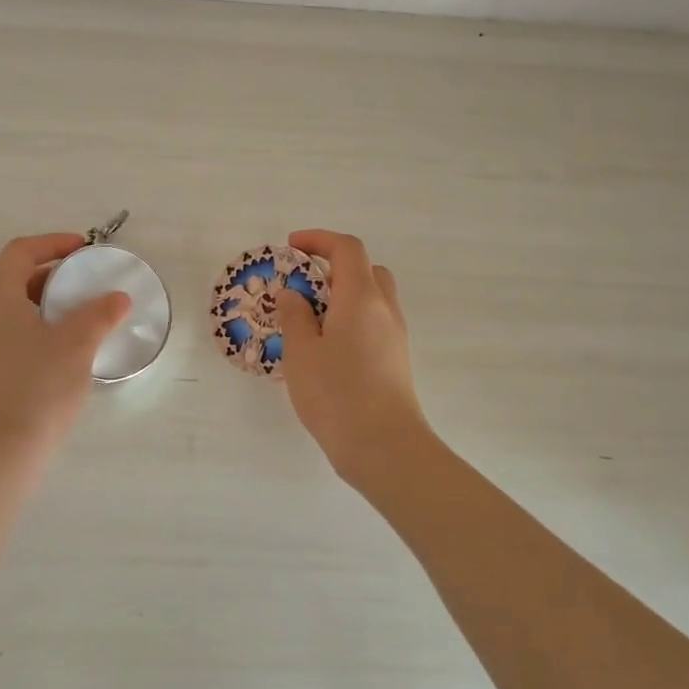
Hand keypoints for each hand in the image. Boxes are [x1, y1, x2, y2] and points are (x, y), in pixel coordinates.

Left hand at [0, 233, 129, 468]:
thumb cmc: (37, 386)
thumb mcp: (77, 344)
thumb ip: (100, 314)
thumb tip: (118, 298)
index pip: (21, 251)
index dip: (53, 243)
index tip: (84, 249)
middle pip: (14, 278)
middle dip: (53, 274)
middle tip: (86, 282)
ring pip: (13, 310)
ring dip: (46, 304)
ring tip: (82, 316)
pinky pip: (10, 336)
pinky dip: (37, 329)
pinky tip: (64, 351)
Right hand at [276, 229, 432, 478]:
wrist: (385, 448)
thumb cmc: (337, 394)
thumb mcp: (301, 352)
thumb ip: (295, 317)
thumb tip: (294, 295)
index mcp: (361, 297)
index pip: (347, 249)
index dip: (319, 240)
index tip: (292, 246)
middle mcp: (385, 309)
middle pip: (366, 270)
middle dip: (334, 267)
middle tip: (303, 286)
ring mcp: (395, 336)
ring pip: (372, 298)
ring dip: (343, 296)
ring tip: (309, 320)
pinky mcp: (396, 360)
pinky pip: (374, 324)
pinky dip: (351, 320)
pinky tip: (326, 349)